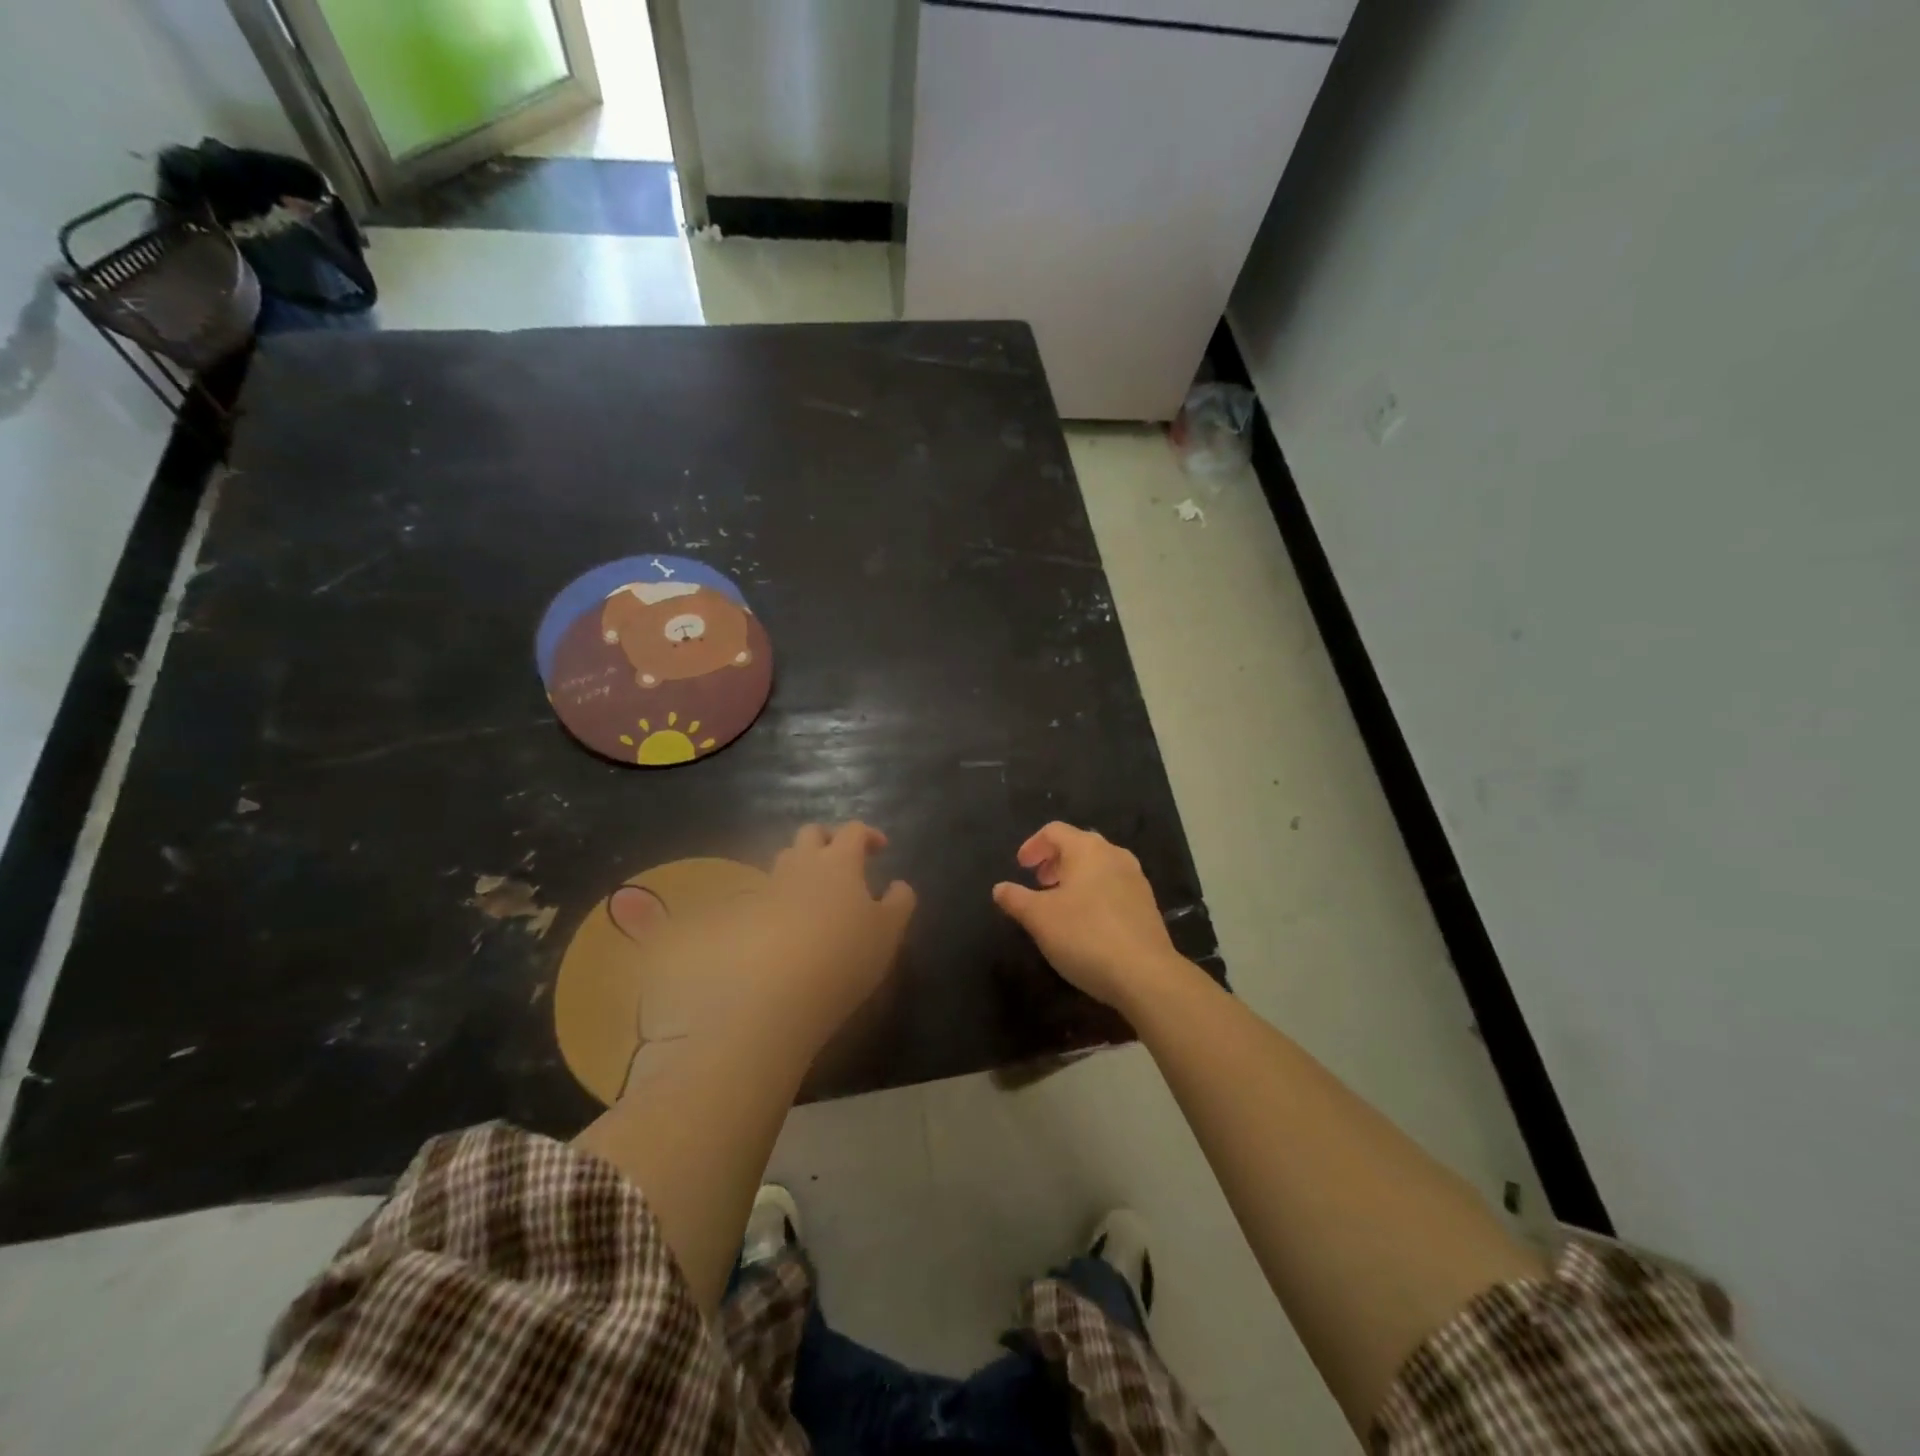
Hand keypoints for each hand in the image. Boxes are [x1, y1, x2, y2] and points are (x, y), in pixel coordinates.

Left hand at [649, 823, 915, 1062]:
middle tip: (845, 859)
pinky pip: (770, 893)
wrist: (775, 990)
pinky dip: (785, 898)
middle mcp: (803, 864)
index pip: (853, 830)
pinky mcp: (749, 914)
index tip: (881, 848)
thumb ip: (899, 902)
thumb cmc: (845, 954)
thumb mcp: (888, 931)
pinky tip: (795, 923)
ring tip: (819, 891)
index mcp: (839, 861)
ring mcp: (771, 887)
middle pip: (812, 833)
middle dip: (829, 839)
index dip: (869, 834)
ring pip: (787, 859)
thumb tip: (899, 885)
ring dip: (804, 865)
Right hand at [992, 822, 1184, 1011]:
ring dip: (1075, 877)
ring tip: (1060, 903)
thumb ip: (1016, 899)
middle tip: (1038, 882)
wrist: (1145, 974)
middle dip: (1054, 860)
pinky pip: (1113, 887)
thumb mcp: (1039, 918)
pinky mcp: (1147, 905)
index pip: (1054, 831)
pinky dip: (1094, 893)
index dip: (1032, 845)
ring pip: (1098, 866)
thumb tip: (1000, 888)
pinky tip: (1086, 922)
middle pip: (1079, 845)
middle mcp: (1114, 855)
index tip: (1020, 867)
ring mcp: (1136, 879)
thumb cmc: (1085, 935)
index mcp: (1087, 849)